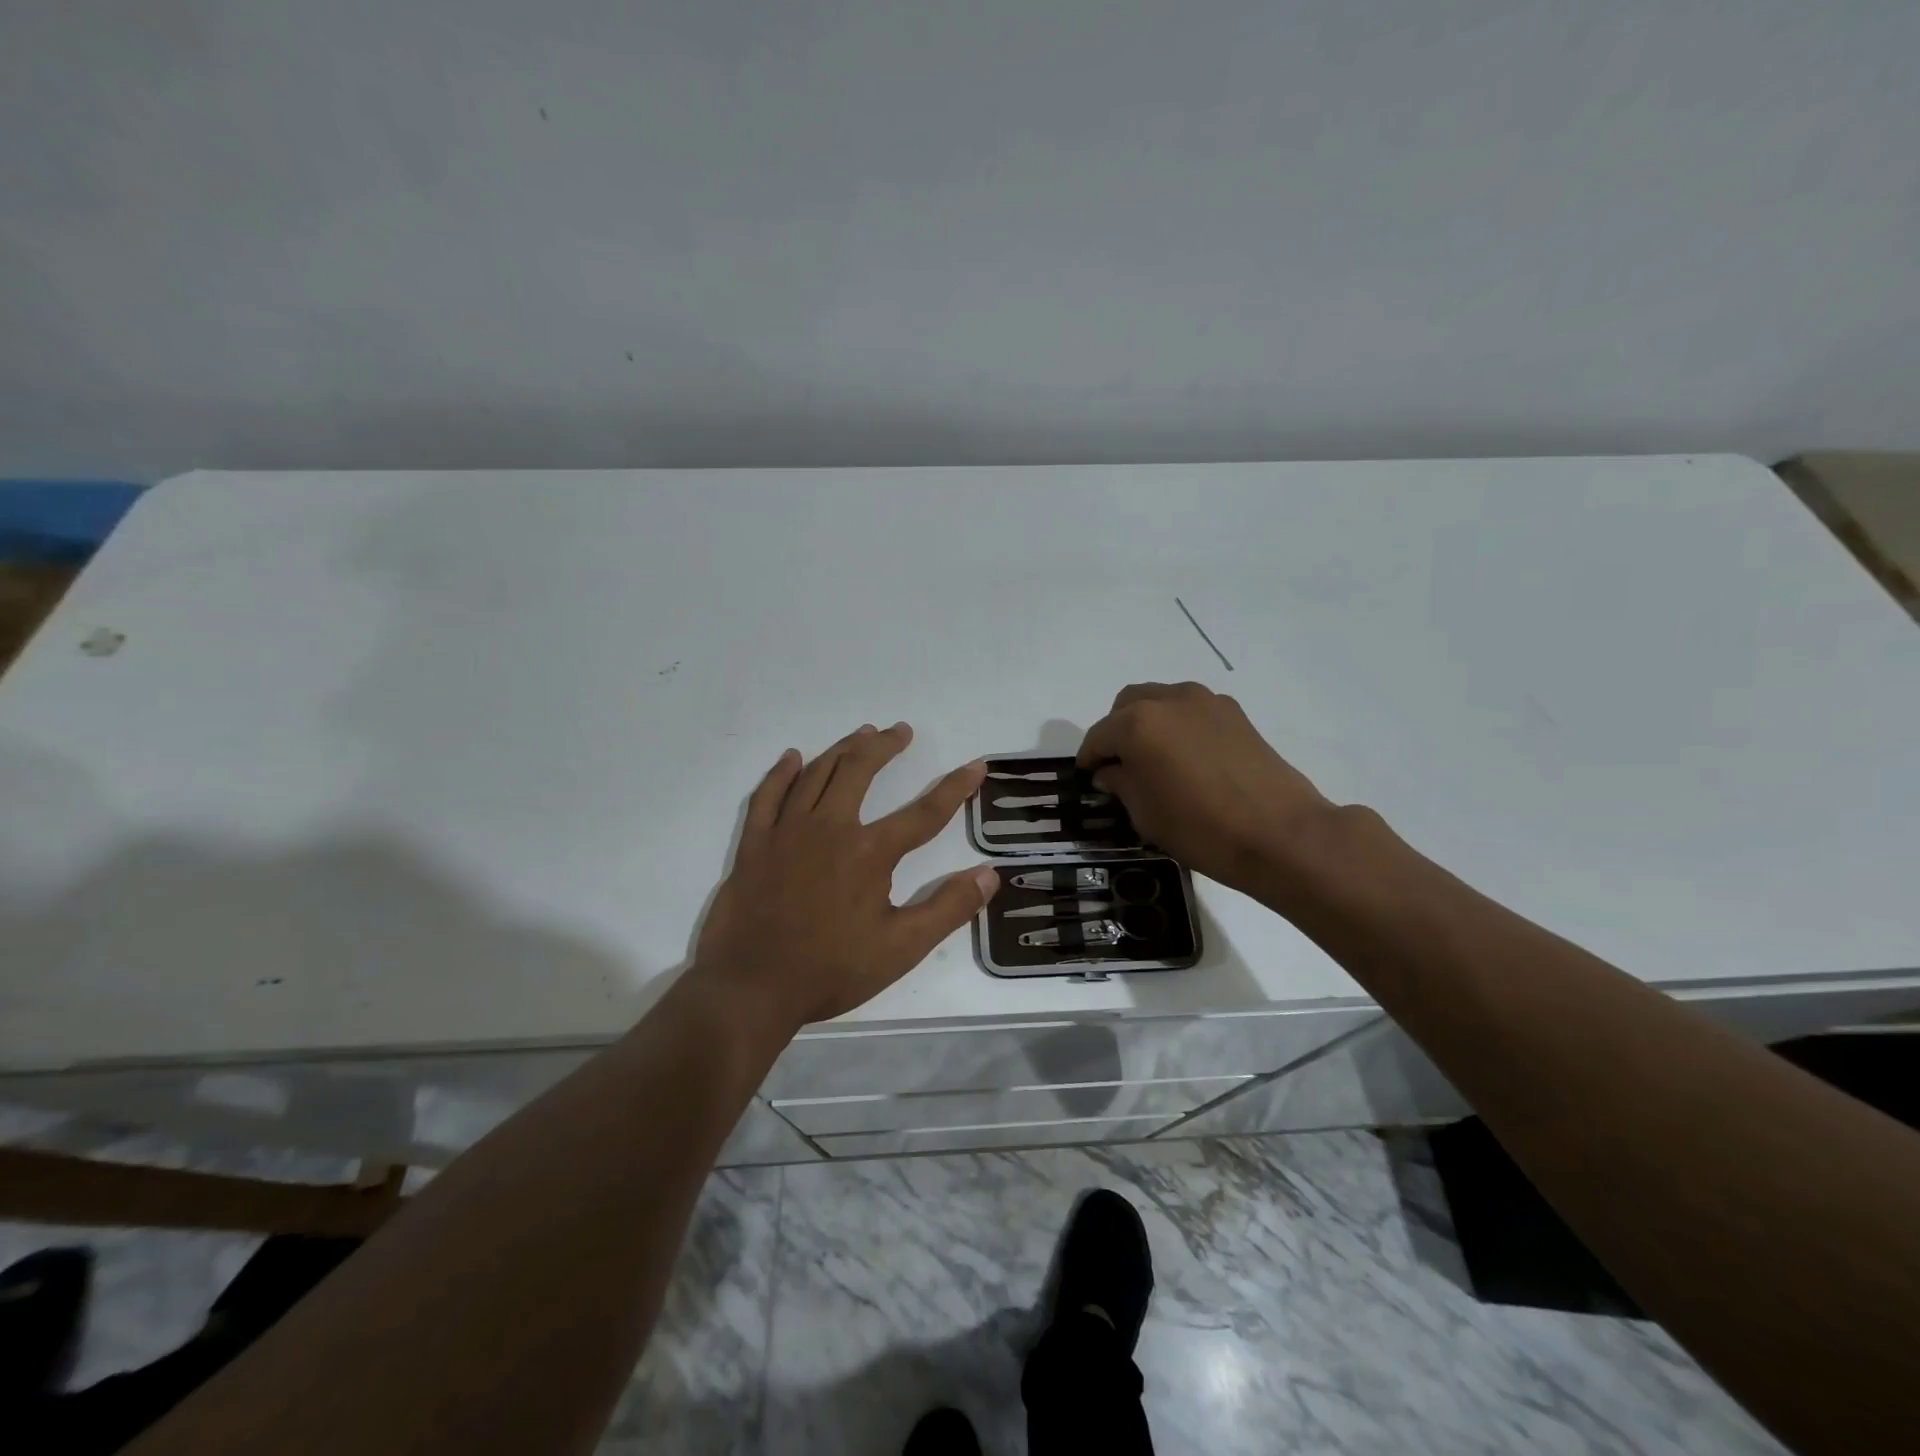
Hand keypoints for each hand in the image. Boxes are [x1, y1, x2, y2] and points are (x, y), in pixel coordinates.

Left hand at [692, 723, 999, 1032]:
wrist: (753, 988)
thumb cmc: (831, 970)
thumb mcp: (901, 948)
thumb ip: (948, 908)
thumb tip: (989, 874)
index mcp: (869, 853)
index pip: (924, 813)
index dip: (954, 788)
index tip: (976, 766)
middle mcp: (829, 828)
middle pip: (860, 771)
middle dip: (885, 747)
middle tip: (901, 731)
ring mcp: (787, 832)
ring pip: (817, 774)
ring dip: (842, 749)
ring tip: (862, 734)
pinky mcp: (755, 844)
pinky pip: (768, 795)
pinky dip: (782, 773)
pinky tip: (793, 758)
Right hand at [1077, 682, 1339, 897]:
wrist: (1280, 834)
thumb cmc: (1201, 828)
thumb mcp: (1146, 814)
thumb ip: (1121, 783)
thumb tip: (1111, 771)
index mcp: (1138, 723)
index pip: (1099, 735)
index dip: (1089, 758)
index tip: (1087, 776)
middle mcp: (1169, 700)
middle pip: (1127, 705)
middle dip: (1116, 731)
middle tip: (1118, 764)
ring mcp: (1206, 702)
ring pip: (1161, 701)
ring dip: (1147, 723)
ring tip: (1153, 758)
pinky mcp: (1235, 713)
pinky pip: (1191, 710)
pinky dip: (1178, 725)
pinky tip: (1186, 758)